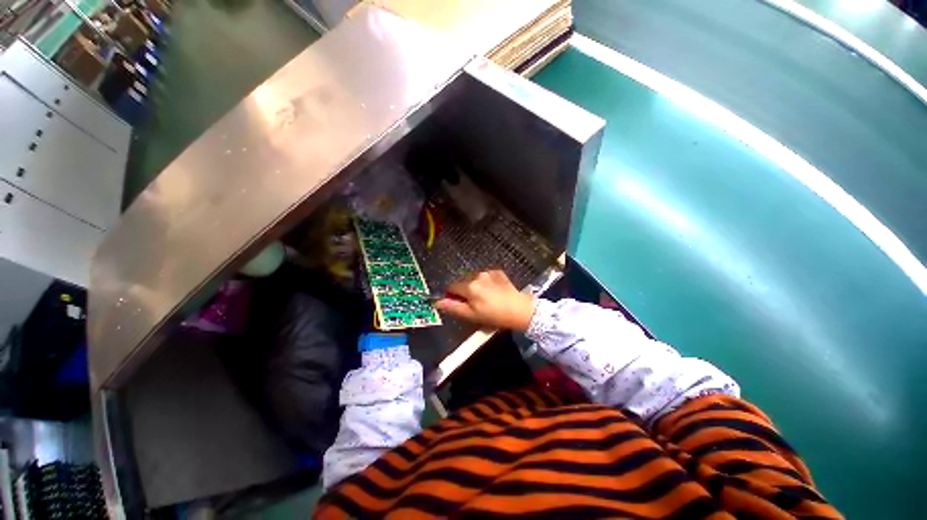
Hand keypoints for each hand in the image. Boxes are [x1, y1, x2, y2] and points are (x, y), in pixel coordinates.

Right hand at [435, 270, 535, 331]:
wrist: (519, 310)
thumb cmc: (493, 315)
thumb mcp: (471, 315)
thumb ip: (452, 307)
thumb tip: (437, 302)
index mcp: (469, 286)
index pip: (451, 287)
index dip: (452, 296)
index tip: (459, 303)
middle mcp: (477, 275)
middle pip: (463, 282)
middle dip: (464, 291)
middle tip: (474, 303)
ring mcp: (488, 272)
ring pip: (474, 278)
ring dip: (475, 286)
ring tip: (485, 298)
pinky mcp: (498, 272)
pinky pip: (486, 276)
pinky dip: (486, 282)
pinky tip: (493, 291)